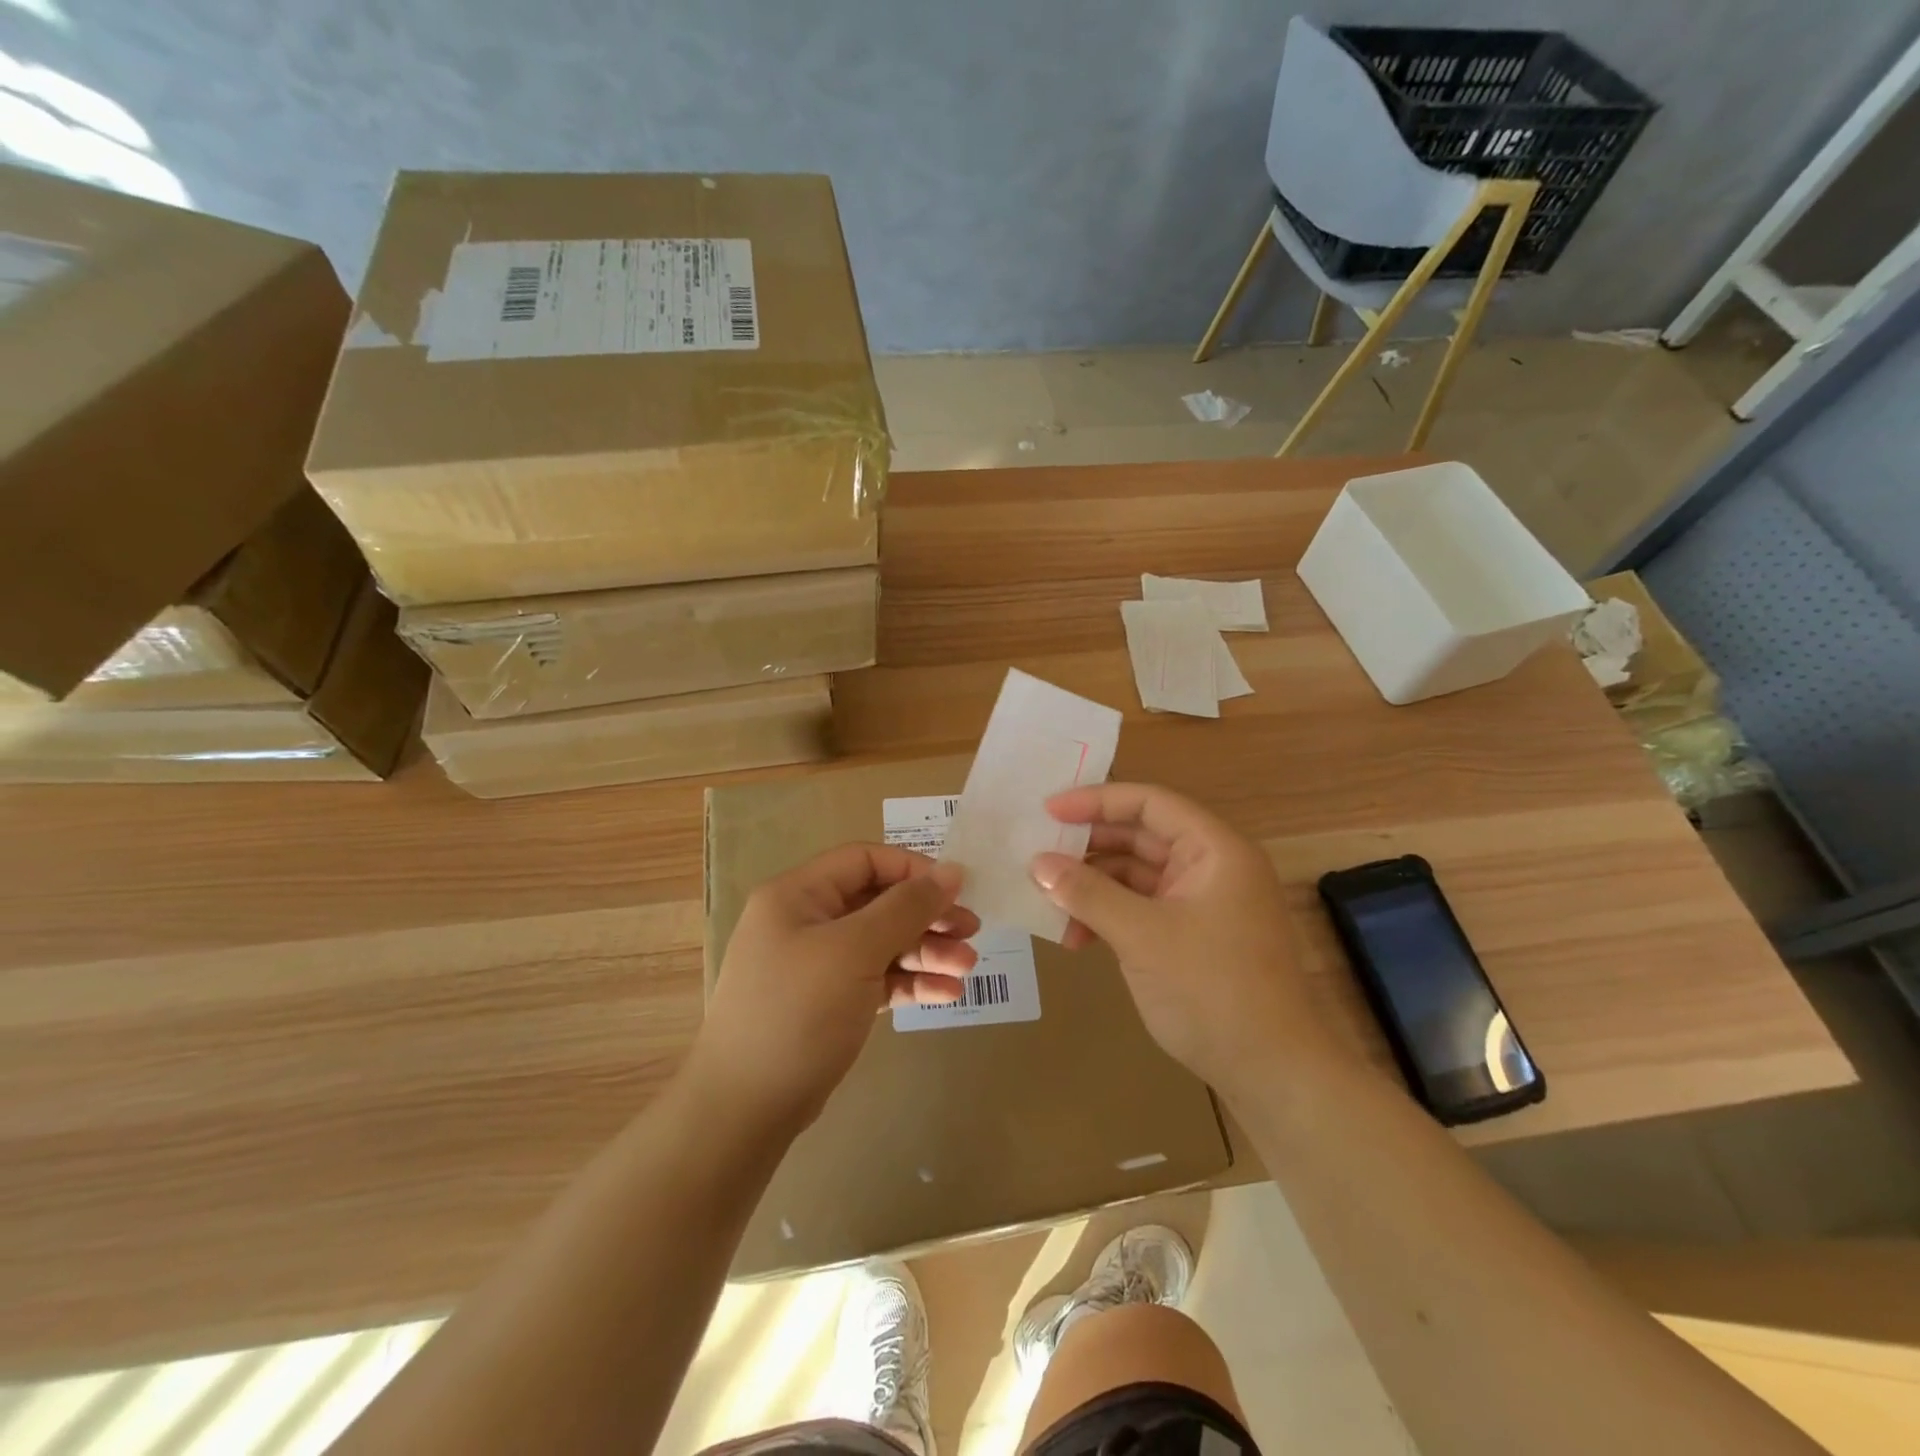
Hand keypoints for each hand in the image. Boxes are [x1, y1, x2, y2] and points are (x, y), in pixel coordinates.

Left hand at [695, 843, 980, 1129]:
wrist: (744, 1109)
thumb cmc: (798, 1012)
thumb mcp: (855, 951)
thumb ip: (906, 907)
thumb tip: (952, 870)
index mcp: (798, 895)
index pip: (864, 860)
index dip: (913, 869)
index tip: (957, 891)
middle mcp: (805, 922)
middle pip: (877, 902)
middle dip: (927, 916)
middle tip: (972, 931)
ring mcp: (816, 965)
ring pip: (881, 943)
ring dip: (925, 951)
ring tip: (967, 967)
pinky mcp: (828, 1003)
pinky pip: (875, 979)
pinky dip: (909, 983)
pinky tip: (946, 994)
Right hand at [1030, 783, 1322, 1091]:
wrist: (1270, 1073)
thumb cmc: (1212, 989)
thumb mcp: (1142, 936)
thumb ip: (1088, 893)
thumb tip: (1037, 864)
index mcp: (1214, 850)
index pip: (1150, 804)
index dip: (1097, 801)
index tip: (1048, 811)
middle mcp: (1209, 867)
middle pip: (1139, 837)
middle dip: (1088, 848)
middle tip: (1038, 856)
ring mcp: (1200, 903)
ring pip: (1134, 877)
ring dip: (1092, 889)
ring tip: (1048, 905)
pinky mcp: (1189, 936)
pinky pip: (1140, 910)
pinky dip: (1108, 917)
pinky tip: (1075, 937)